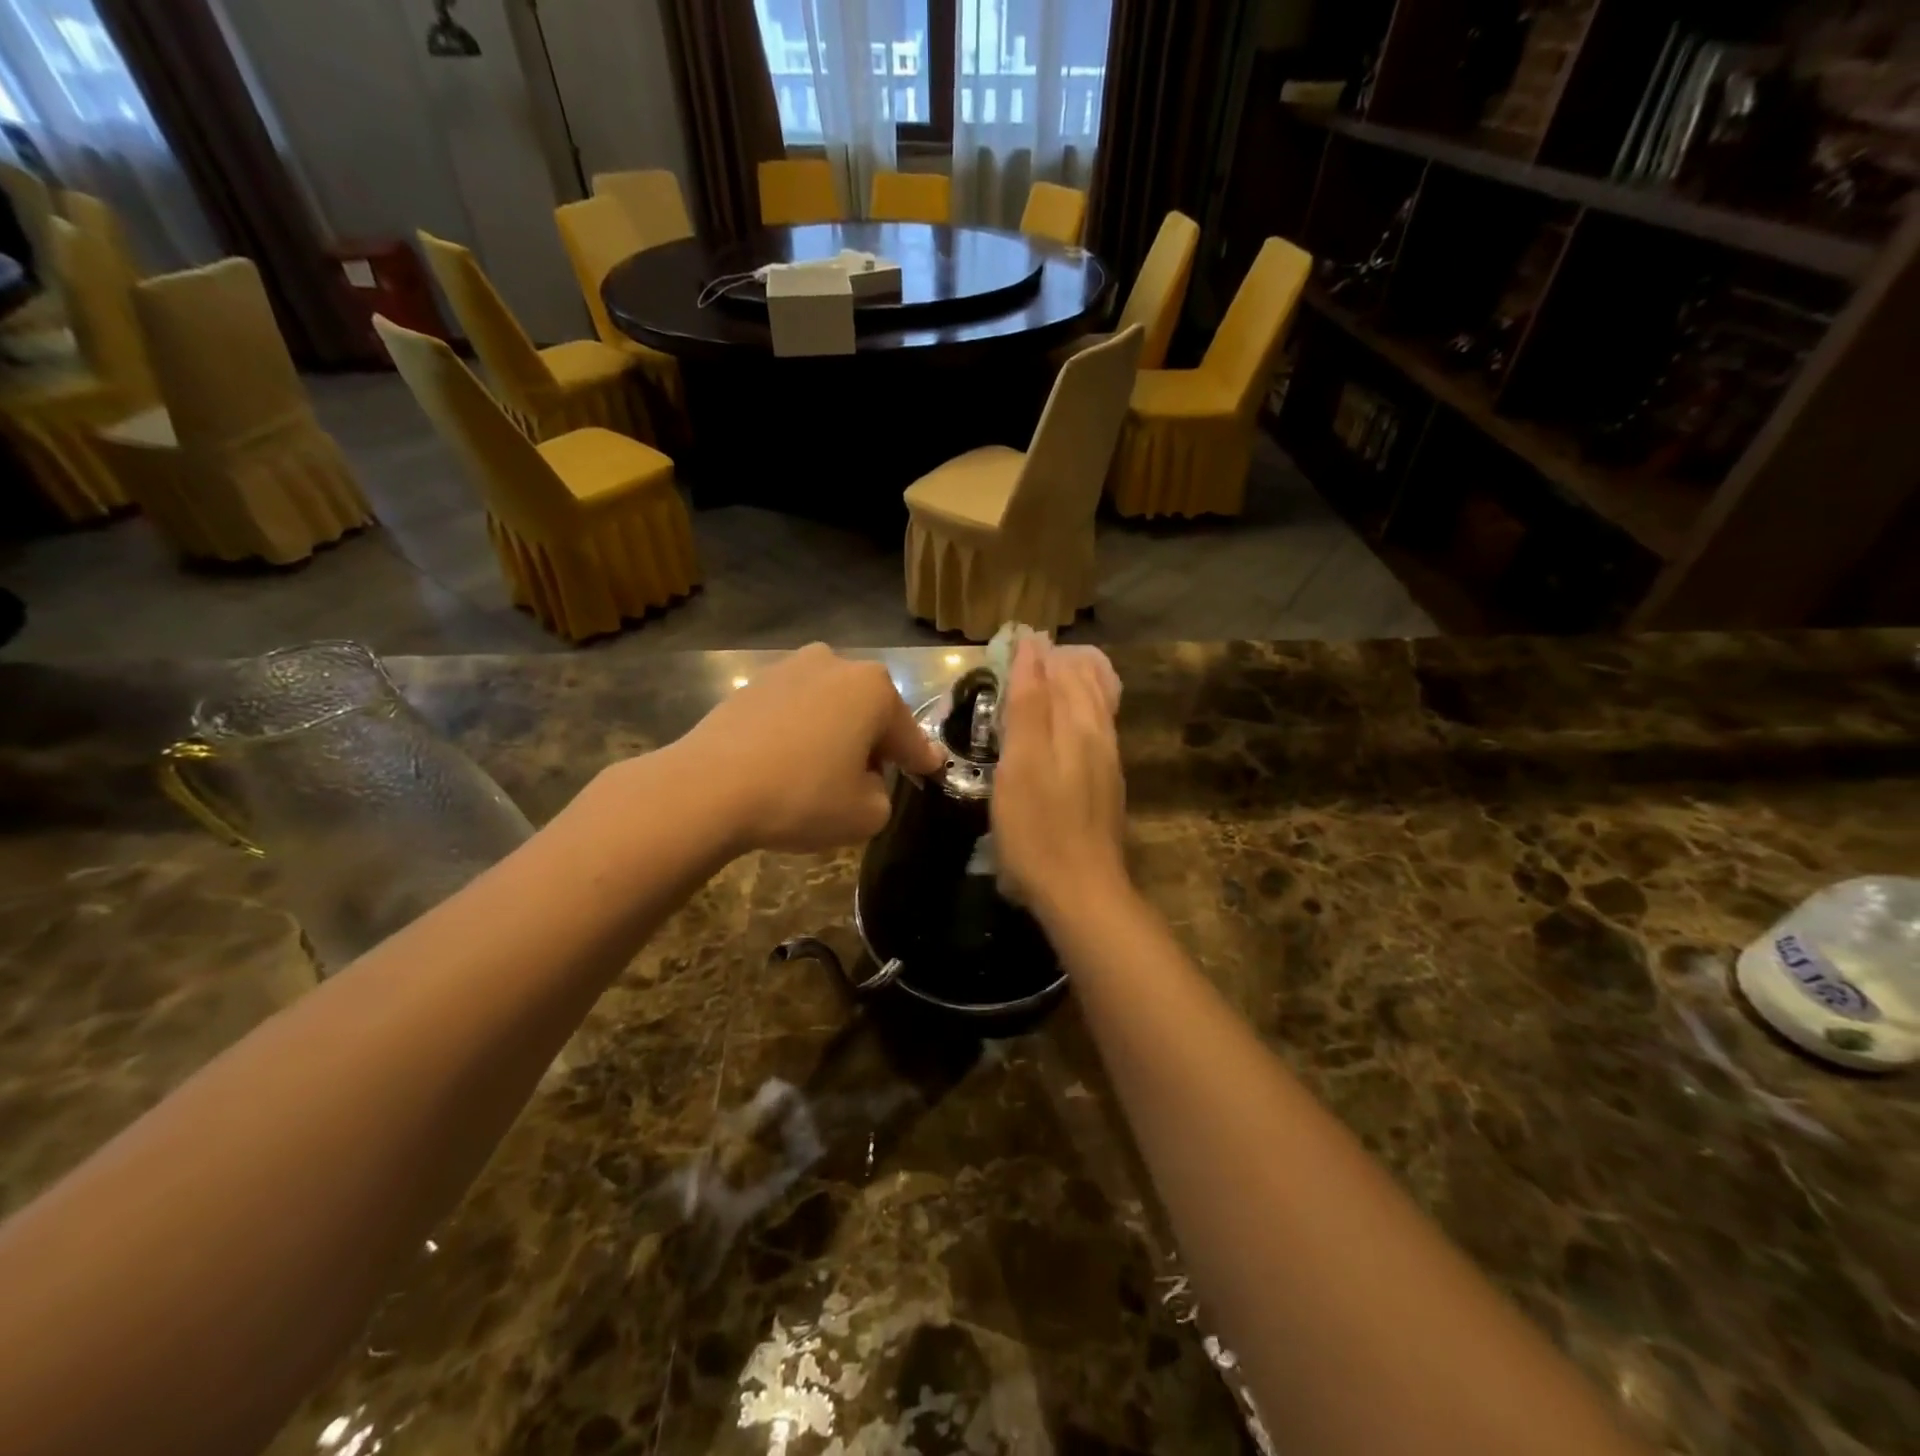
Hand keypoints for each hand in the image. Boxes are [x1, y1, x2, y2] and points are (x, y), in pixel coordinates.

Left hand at [678, 644, 943, 853]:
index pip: (909, 735)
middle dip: (873, 743)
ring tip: (819, 773)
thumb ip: (884, 795)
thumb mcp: (867, 815)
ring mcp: (790, 668)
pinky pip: (794, 710)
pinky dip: (799, 732)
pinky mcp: (753, 683)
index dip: (921, 759)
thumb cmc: (802, 796)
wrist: (709, 788)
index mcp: (874, 689)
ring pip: (830, 707)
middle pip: (869, 713)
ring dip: (835, 734)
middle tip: (865, 781)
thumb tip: (865, 780)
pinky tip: (785, 763)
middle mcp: (836, 664)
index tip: (932, 770)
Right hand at [992, 638, 1129, 917]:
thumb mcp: (1022, 762)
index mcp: (1079, 723)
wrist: (1081, 890)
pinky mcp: (1106, 786)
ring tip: (1053, 672)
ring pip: (1097, 706)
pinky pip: (1098, 730)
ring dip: (1075, 683)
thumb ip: (1028, 704)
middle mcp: (1100, 735)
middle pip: (1086, 683)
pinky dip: (1082, 710)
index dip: (1035, 653)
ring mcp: (1107, 762)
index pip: (1060, 671)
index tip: (1013, 638)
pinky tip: (1070, 723)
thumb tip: (1033, 648)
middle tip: (1030, 651)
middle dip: (1059, 662)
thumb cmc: (1038, 827)